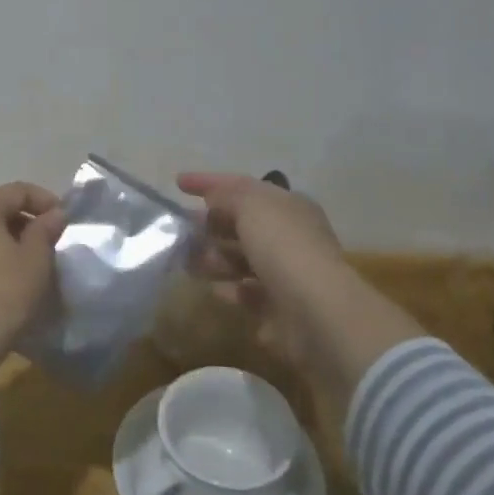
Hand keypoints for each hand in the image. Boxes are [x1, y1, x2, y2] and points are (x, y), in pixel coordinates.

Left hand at [0, 182, 67, 372]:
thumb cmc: (0, 296)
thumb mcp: (34, 262)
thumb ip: (45, 231)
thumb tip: (53, 213)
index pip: (16, 190)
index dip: (45, 200)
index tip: (64, 220)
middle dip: (24, 222)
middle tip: (47, 244)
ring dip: (4, 242)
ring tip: (26, 265)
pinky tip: (0, 282)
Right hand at [177, 172, 347, 355]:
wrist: (316, 312)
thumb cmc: (283, 248)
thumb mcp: (252, 206)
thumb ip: (228, 196)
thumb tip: (212, 199)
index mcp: (288, 206)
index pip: (243, 186)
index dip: (209, 182)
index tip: (177, 182)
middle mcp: (290, 236)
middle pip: (242, 224)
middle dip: (210, 225)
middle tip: (179, 229)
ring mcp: (286, 273)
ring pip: (241, 260)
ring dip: (215, 258)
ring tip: (188, 262)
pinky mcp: (279, 308)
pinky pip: (247, 293)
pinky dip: (230, 289)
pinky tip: (214, 290)